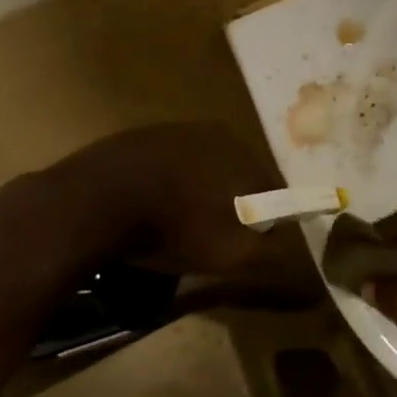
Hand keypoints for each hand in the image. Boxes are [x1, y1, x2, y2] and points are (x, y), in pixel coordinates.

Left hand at [12, 122, 294, 279]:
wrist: (88, 207)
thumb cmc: (174, 228)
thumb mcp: (234, 256)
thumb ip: (275, 255)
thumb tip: (309, 265)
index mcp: (244, 152)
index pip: (274, 189)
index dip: (270, 221)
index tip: (255, 247)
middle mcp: (213, 132)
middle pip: (236, 176)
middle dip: (232, 207)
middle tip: (215, 241)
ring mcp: (169, 131)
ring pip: (199, 170)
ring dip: (197, 197)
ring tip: (178, 230)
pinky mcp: (131, 139)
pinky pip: (162, 169)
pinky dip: (163, 189)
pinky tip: (147, 214)